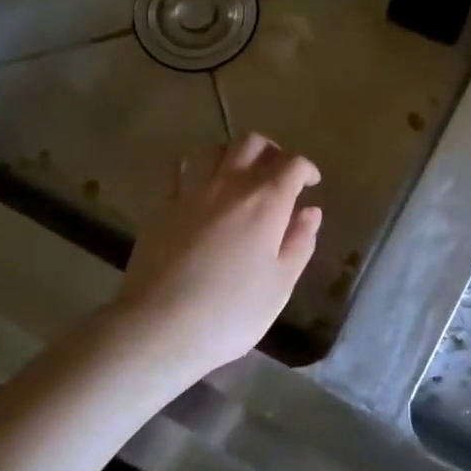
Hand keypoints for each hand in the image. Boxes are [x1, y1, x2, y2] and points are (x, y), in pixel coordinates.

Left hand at [109, 134, 321, 381]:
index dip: (307, 170)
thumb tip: (310, 212)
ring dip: (232, 154)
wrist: (158, 327)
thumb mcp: (280, 285)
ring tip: (239, 175)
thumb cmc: (230, 312)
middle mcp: (230, 184)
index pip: (293, 165)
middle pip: (252, 144)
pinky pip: (178, 170)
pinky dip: (194, 168)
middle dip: (271, 151)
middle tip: (278, 174)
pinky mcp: (162, 206)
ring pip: (214, 149)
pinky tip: (198, 184)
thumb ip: (300, 242)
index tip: (312, 183)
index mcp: (266, 202)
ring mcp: (192, 192)